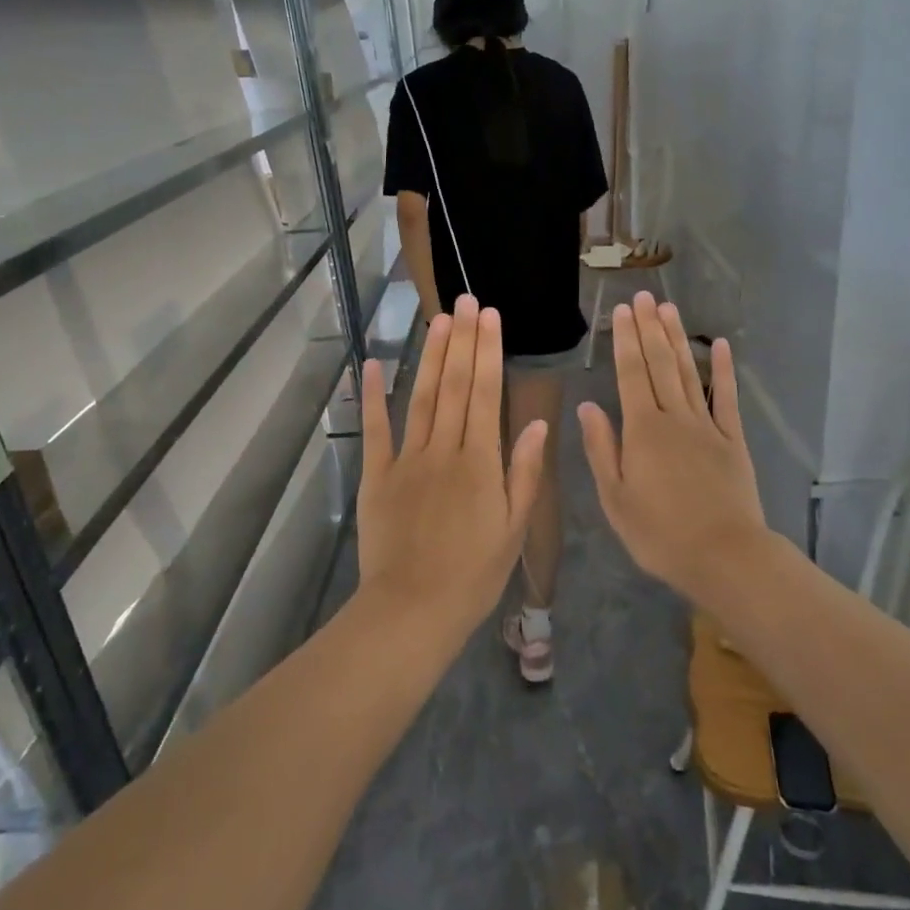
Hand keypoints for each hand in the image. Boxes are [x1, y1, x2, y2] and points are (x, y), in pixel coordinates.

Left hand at [356, 295, 548, 642]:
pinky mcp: (376, 475)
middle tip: (465, 300)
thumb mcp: (513, 529)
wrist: (413, 609)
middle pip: (454, 386)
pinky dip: (374, 396)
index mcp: (480, 462)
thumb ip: (523, 473)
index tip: (490, 316)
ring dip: (431, 357)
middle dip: (461, 340)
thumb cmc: (473, 575)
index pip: (485, 394)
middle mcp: (444, 450)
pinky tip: (375, 364)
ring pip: (421, 398)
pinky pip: (376, 430)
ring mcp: (406, 460)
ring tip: (438, 320)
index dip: (488, 351)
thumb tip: (535, 424)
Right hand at [578, 292, 768, 601]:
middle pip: (660, 365)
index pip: (630, 375)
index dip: (624, 340)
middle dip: (649, 329)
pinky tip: (720, 346)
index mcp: (642, 430)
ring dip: (678, 339)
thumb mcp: (615, 498)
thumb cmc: (659, 533)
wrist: (724, 556)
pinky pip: (727, 399)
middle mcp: (674, 418)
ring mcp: (707, 427)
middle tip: (644, 296)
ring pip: (689, 373)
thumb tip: (588, 406)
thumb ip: (602, 449)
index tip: (621, 311)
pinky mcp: (733, 440)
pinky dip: (724, 371)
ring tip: (669, 309)